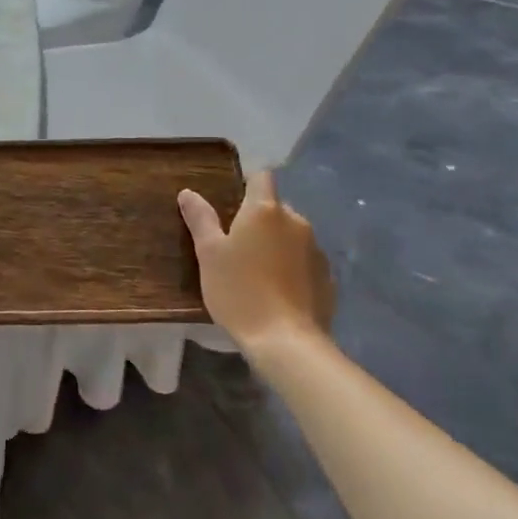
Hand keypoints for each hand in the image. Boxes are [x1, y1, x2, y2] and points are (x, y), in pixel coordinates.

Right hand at [179, 170, 334, 358]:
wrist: (286, 341)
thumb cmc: (239, 290)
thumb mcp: (209, 255)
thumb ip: (200, 219)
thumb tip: (188, 192)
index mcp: (265, 210)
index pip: (262, 177)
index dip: (248, 183)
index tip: (232, 202)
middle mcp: (296, 221)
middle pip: (276, 209)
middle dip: (260, 220)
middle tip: (237, 247)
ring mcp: (316, 250)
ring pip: (292, 236)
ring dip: (277, 245)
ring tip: (258, 273)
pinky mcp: (328, 278)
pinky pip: (305, 262)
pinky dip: (292, 269)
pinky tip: (279, 293)